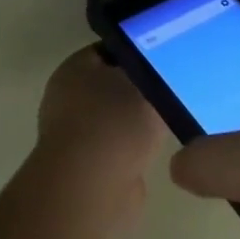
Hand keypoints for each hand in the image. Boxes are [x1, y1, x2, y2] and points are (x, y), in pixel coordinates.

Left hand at [34, 46, 166, 226]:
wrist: (91, 189)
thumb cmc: (115, 123)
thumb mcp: (145, 84)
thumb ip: (154, 73)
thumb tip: (159, 71)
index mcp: (75, 68)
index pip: (110, 49)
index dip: (138, 50)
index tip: (165, 57)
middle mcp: (66, 98)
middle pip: (111, 84)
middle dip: (139, 89)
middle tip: (172, 89)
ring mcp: (73, 136)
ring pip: (115, 119)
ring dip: (137, 123)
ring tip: (170, 120)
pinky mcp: (84, 170)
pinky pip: (117, 150)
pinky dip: (133, 152)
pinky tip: (157, 152)